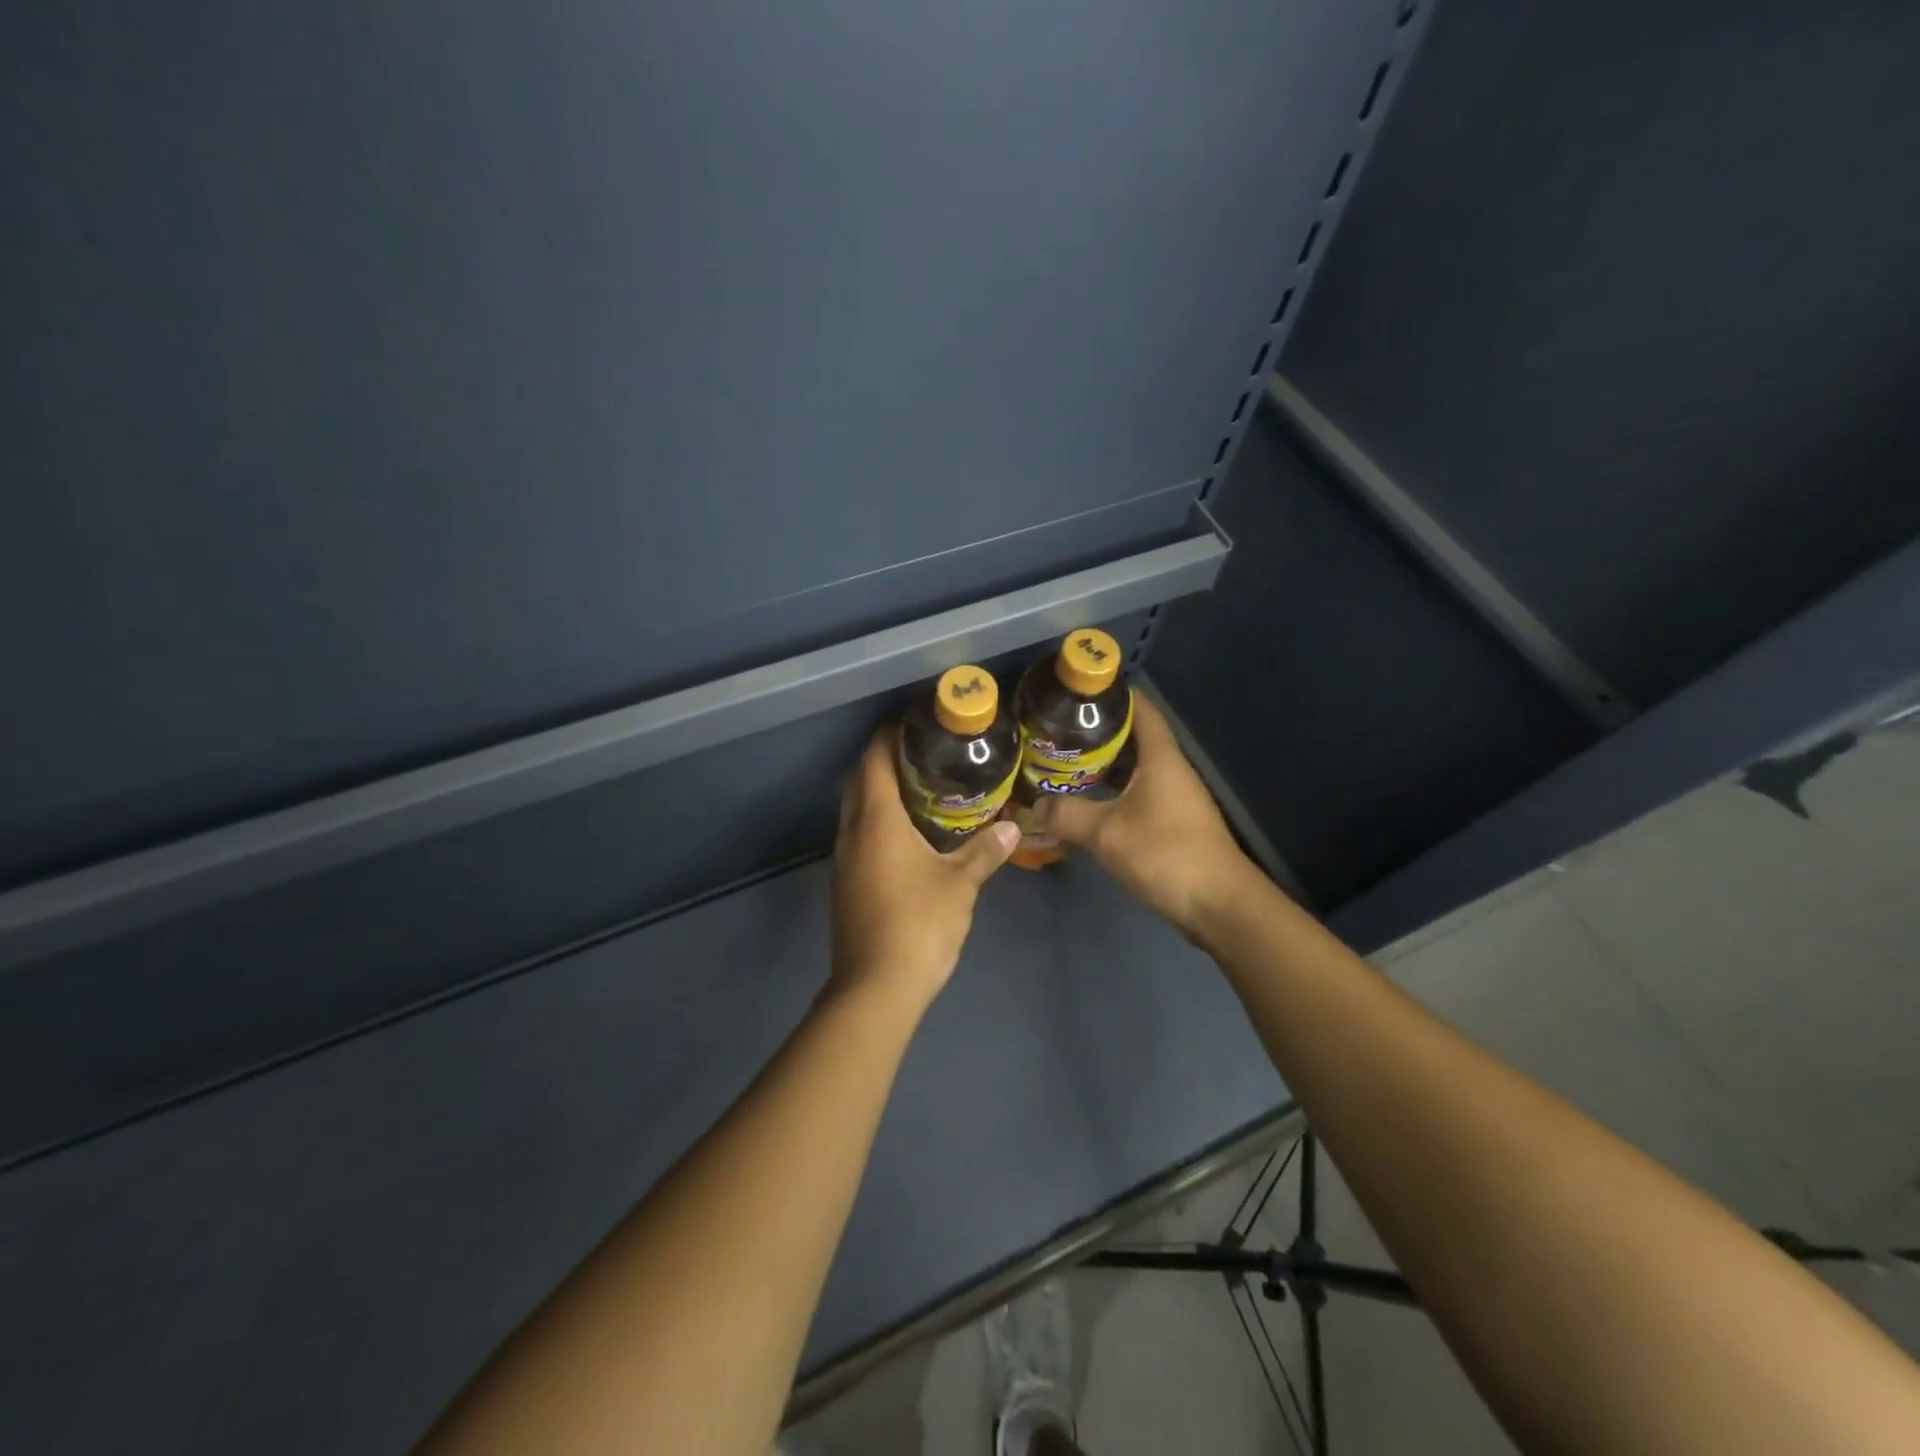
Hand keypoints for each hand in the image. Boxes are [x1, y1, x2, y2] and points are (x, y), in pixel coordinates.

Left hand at [829, 725, 1019, 1012]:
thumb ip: (985, 852)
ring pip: (854, 807)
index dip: (889, 735)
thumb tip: (1013, 829)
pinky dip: (875, 818)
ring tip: (920, 785)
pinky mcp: (844, 881)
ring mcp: (844, 858)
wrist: (875, 987)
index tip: (916, 723)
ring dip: (877, 789)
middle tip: (924, 752)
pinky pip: (857, 832)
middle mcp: (852, 831)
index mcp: (876, 820)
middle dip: (884, 758)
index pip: (874, 759)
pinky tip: (907, 832)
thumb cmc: (919, 925)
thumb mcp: (960, 885)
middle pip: (858, 779)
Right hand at [1029, 694, 1256, 940]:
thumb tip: (1034, 805)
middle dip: (1096, 733)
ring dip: (1102, 766)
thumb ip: (1067, 815)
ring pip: (1133, 770)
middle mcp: (1169, 771)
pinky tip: (1085, 804)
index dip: (1112, 695)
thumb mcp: (1107, 832)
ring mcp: (1173, 798)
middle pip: (1133, 738)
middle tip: (1056, 733)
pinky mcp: (1171, 824)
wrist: (1218, 905)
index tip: (1076, 693)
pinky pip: (1135, 796)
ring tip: (1062, 764)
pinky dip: (1110, 793)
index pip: (1140, 709)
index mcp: (1160, 758)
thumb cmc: (1165, 853)